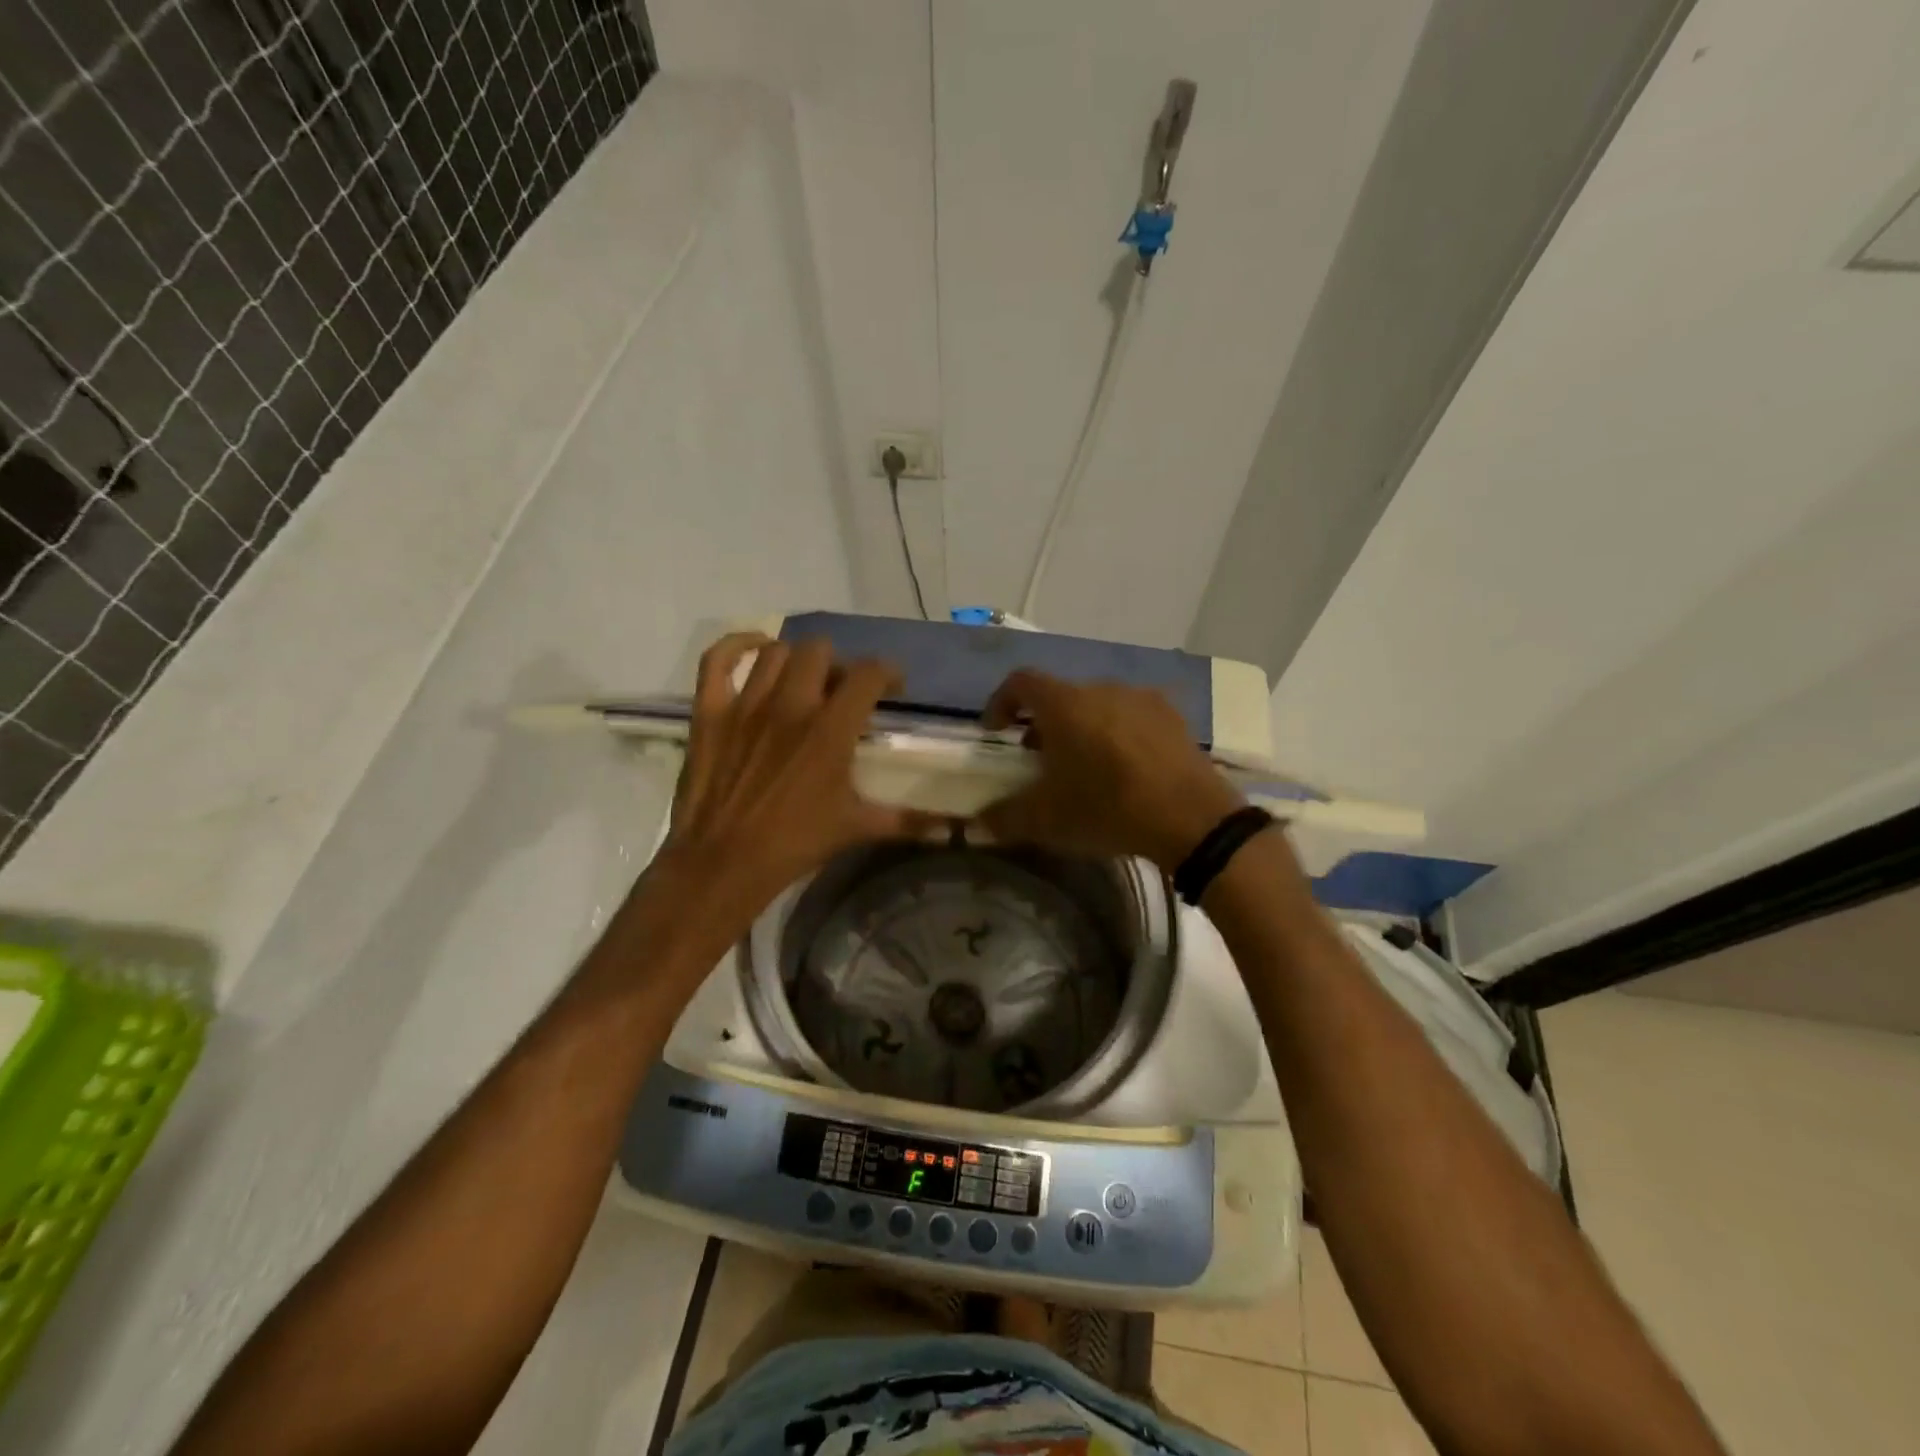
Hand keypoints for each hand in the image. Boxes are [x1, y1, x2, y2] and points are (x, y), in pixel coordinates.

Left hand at [657, 633, 938, 927]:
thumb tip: (954, 830)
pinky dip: (737, 645)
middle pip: (821, 651)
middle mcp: (791, 704)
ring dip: (796, 660)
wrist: (724, 862)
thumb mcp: (858, 828)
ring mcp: (746, 704)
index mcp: (831, 729)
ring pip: (776, 652)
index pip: (870, 674)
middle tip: (842, 690)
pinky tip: (756, 649)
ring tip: (804, 680)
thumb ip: (908, 820)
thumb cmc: (796, 843)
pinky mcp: (710, 712)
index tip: (893, 687)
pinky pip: (718, 660)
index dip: (888, 672)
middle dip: (838, 664)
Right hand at [975, 670, 1244, 871]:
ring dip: (1080, 726)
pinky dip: (1115, 732)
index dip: (1000, 702)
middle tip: (1038, 757)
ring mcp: (1141, 698)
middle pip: (1060, 694)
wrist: (1191, 819)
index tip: (995, 731)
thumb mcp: (1046, 820)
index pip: (1020, 682)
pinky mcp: (1172, 716)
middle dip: (1042, 722)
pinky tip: (1124, 767)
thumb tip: (978, 822)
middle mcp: (1101, 688)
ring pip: (1097, 703)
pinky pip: (1130, 715)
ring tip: (1083, 764)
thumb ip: (1004, 817)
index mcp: (1064, 704)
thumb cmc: (1107, 809)